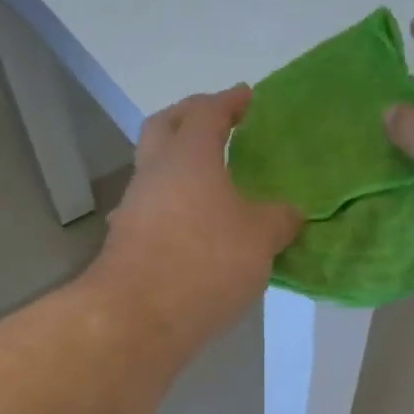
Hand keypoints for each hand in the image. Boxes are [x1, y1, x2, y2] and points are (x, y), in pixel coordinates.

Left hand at [93, 86, 300, 352]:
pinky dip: (171, 207)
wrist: (138, 316)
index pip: (207, 112)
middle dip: (189, 117)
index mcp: (189, 156)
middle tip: (215, 122)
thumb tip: (288, 213)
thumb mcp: (260, 239)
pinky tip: (186, 228)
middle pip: (164, 127)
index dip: (229, 101)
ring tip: (208, 182)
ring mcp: (134, 207)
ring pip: (153, 170)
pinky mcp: (126, 241)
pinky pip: (151, 209)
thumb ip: (278, 220)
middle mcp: (154, 172)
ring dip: (177, 166)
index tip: (246, 97)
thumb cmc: (206, 262)